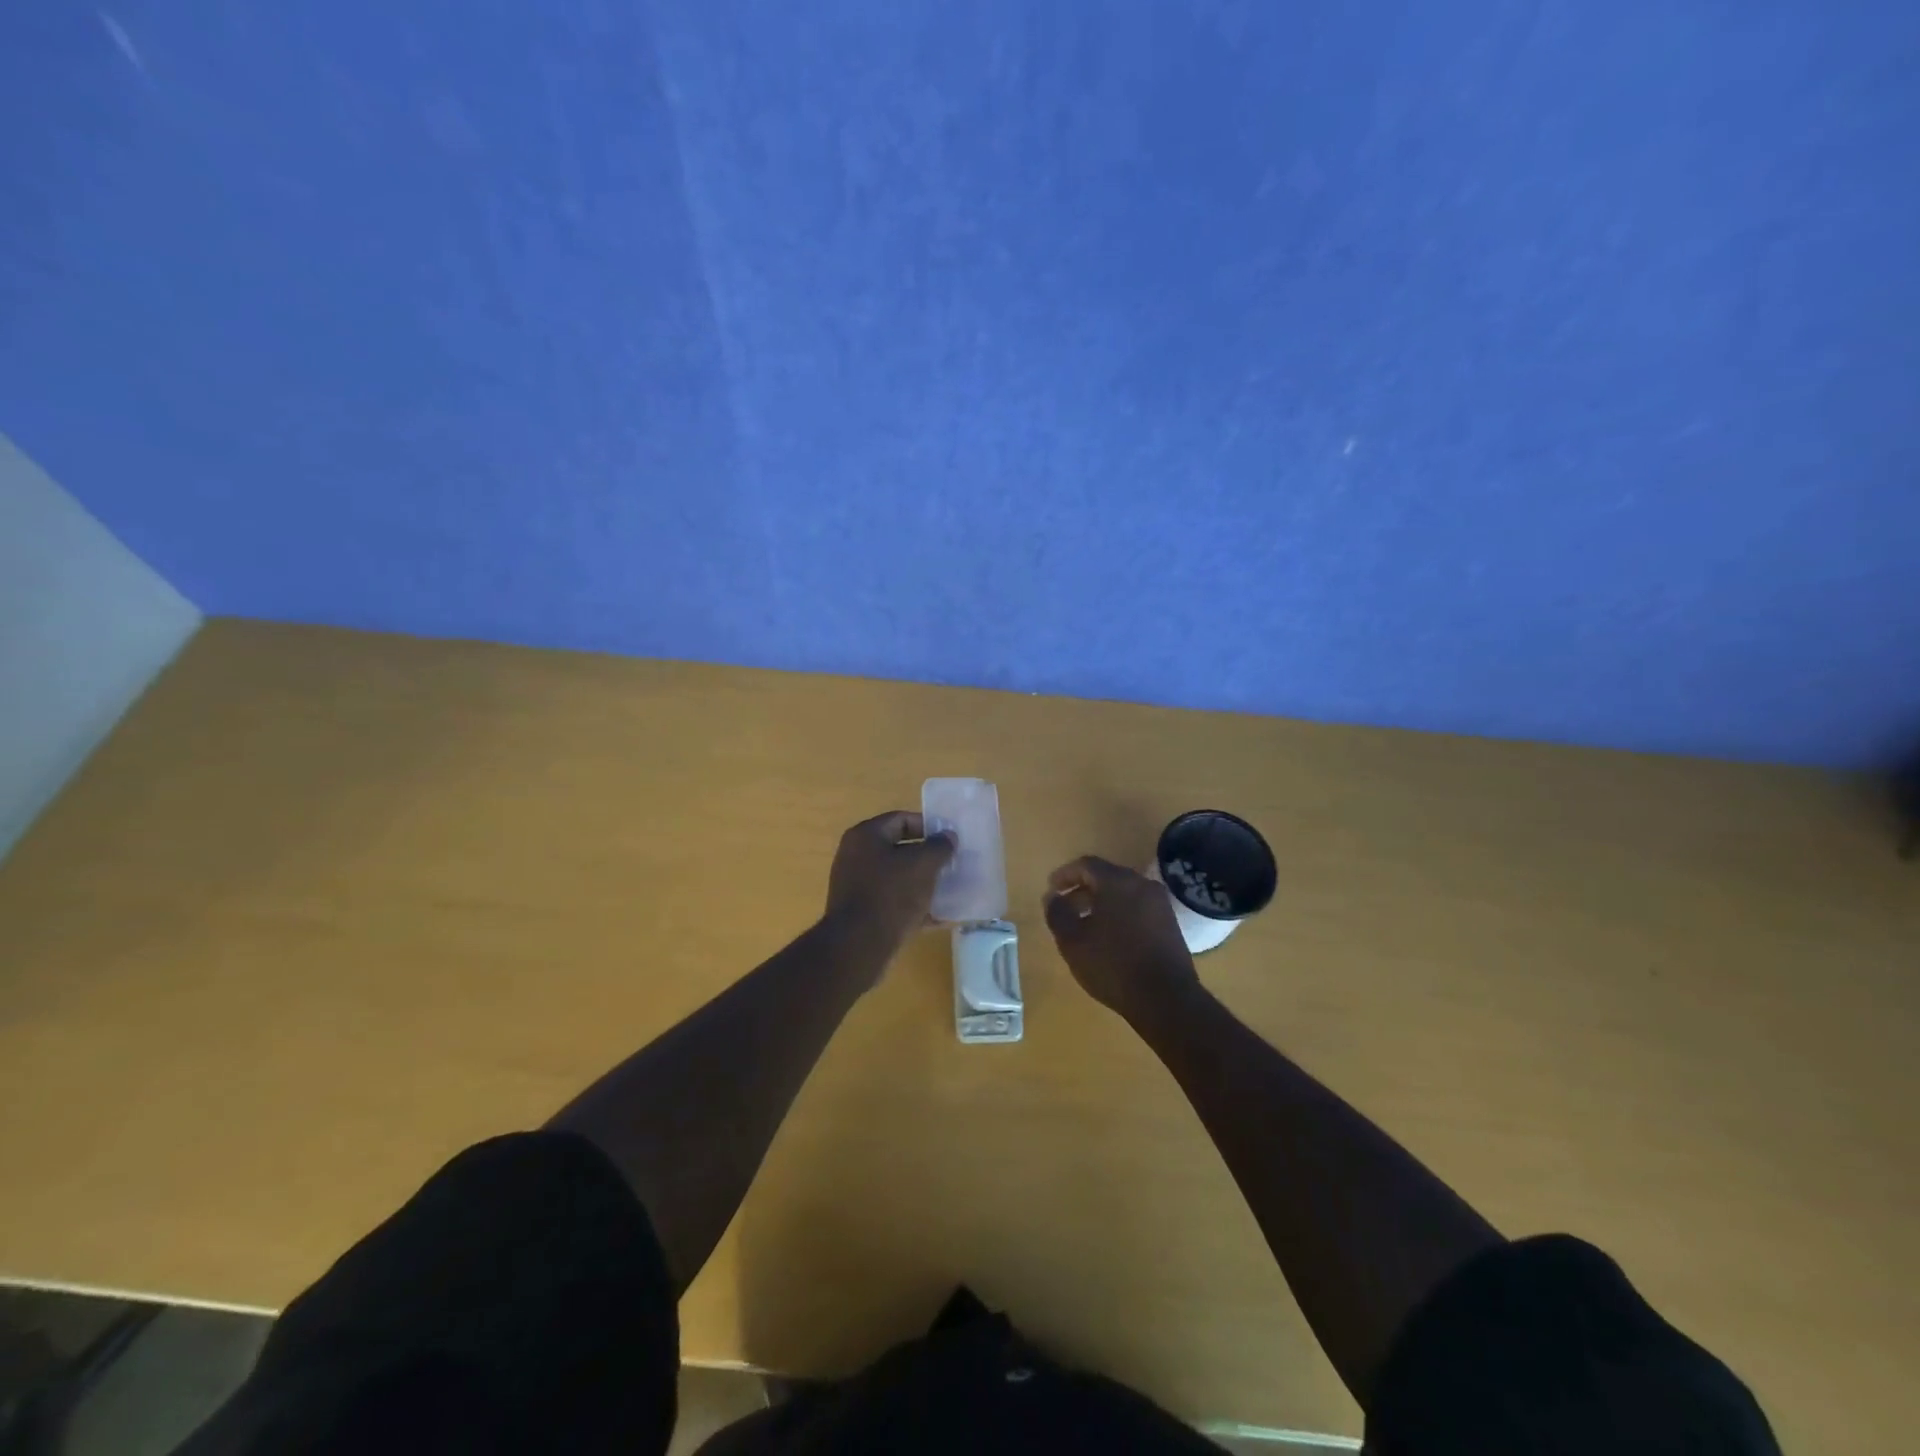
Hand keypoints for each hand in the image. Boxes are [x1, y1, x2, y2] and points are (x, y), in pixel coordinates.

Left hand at [824, 811, 955, 972]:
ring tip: (950, 890)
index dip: (929, 826)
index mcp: (866, 836)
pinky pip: (893, 901)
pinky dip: (914, 906)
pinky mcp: (862, 912)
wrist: (858, 947)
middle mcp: (856, 856)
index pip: (901, 819)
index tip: (951, 840)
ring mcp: (857, 885)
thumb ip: (939, 847)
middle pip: (900, 849)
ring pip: (898, 877)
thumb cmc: (891, 895)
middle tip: (953, 864)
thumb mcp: (922, 865)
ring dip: (923, 882)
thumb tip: (948, 837)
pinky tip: (939, 917)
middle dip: (928, 857)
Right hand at [1043, 855, 1200, 1021]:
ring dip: (1101, 904)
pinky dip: (1119, 915)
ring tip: (1084, 926)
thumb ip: (1058, 913)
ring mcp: (1160, 904)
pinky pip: (1138, 909)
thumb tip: (1052, 896)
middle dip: (1082, 891)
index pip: (1087, 865)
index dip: (1065, 875)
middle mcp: (1142, 884)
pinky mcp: (1170, 924)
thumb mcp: (1072, 940)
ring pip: (1123, 894)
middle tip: (1065, 909)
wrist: (1166, 998)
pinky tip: (1109, 938)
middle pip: (1106, 878)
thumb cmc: (1112, 964)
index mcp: (1117, 881)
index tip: (1051, 889)